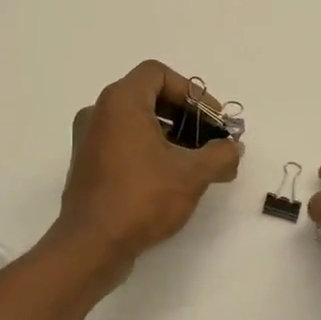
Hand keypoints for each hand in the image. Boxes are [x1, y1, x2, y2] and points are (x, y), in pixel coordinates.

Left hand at [52, 61, 241, 271]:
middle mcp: (99, 112)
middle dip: (184, 114)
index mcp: (120, 101)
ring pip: (135, 120)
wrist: (91, 245)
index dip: (191, 92)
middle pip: (148, 95)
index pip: (158, 74)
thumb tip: (233, 148)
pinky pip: (122, 141)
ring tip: (195, 161)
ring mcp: (88, 139)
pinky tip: (170, 176)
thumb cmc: (141, 198)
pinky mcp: (86, 164)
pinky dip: (148, 148)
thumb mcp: (192, 175)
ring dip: (168, 133)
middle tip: (210, 139)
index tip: (212, 120)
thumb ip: (221, 154)